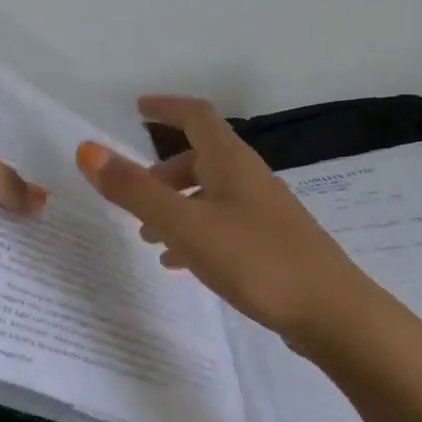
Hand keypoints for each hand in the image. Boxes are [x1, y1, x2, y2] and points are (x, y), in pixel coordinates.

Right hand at [76, 95, 372, 342]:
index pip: (196, 116)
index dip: (166, 107)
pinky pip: (222, 225)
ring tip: (147, 238)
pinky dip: (194, 234)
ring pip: (210, 195)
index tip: (138, 108)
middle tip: (132, 195)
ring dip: (175, 206)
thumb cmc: (255, 260)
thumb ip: (135, 190)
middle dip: (162, 172)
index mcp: (230, 162)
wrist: (332, 314)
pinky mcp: (271, 244)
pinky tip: (180, 265)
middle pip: (201, 158)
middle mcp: (249, 179)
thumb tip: (89, 150)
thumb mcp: (186, 225)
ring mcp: (264, 213)